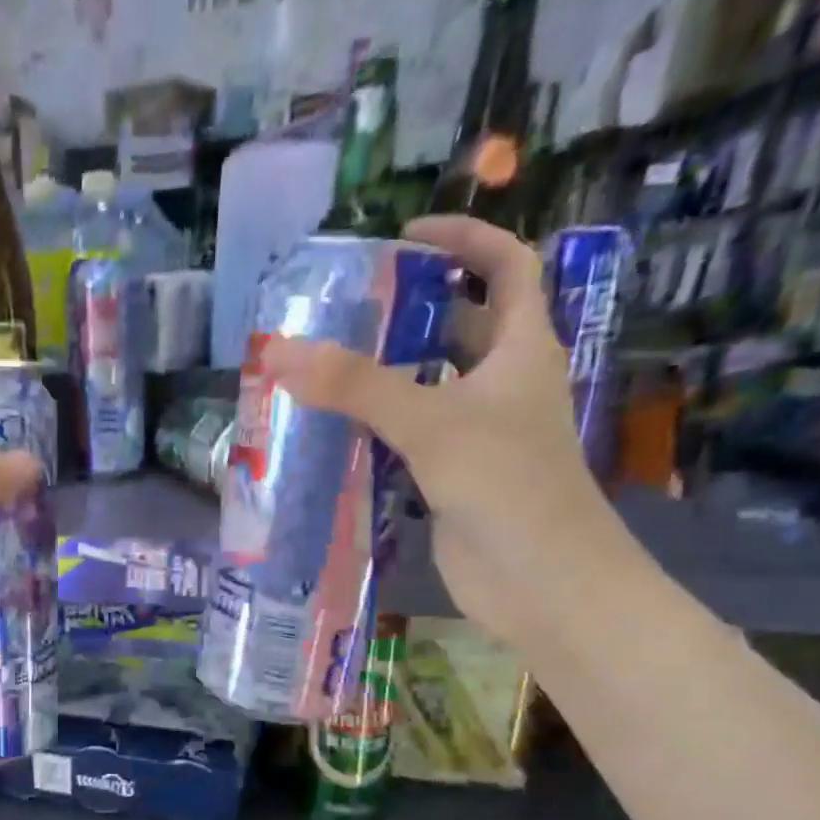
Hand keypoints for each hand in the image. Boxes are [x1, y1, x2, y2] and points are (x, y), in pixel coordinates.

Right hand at [260, 215, 630, 648]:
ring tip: (323, 365)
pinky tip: (332, 431)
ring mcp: (478, 434)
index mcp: (522, 349)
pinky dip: (375, 428)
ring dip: (383, 375)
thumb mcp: (431, 422)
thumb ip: (355, 387)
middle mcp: (503, 384)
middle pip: (459, 327)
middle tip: (344, 310)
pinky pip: (409, 438)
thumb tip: (278, 350)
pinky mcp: (452, 477)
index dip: (464, 239)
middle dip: (408, 311)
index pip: (505, 266)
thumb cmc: (506, 485)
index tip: (404, 237)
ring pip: (428, 386)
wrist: (541, 581)